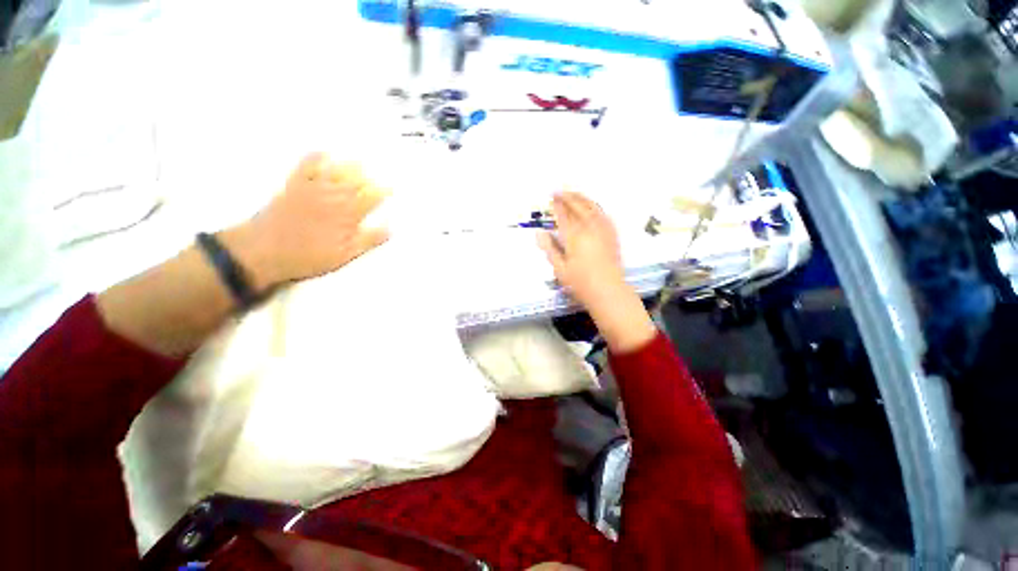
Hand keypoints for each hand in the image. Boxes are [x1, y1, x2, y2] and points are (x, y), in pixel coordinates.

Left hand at [223, 153, 388, 290]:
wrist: (262, 251)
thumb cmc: (307, 257)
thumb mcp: (344, 256)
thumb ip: (368, 240)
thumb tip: (390, 228)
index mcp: (347, 214)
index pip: (371, 197)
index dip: (383, 191)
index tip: (391, 188)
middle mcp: (332, 197)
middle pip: (356, 181)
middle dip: (370, 177)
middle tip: (378, 174)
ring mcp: (312, 188)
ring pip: (335, 170)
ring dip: (349, 165)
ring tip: (360, 161)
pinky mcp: (293, 185)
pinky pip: (305, 165)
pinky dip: (315, 157)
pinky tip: (323, 153)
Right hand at [537, 192, 655, 352]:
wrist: (608, 291)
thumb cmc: (580, 283)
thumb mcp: (559, 268)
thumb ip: (549, 249)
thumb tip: (539, 233)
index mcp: (574, 236)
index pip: (564, 215)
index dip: (557, 205)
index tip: (552, 197)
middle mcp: (589, 228)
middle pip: (578, 206)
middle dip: (568, 197)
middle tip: (559, 191)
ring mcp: (603, 230)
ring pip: (592, 207)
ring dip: (581, 198)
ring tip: (573, 193)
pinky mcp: (612, 234)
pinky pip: (603, 214)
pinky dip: (595, 206)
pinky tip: (592, 206)